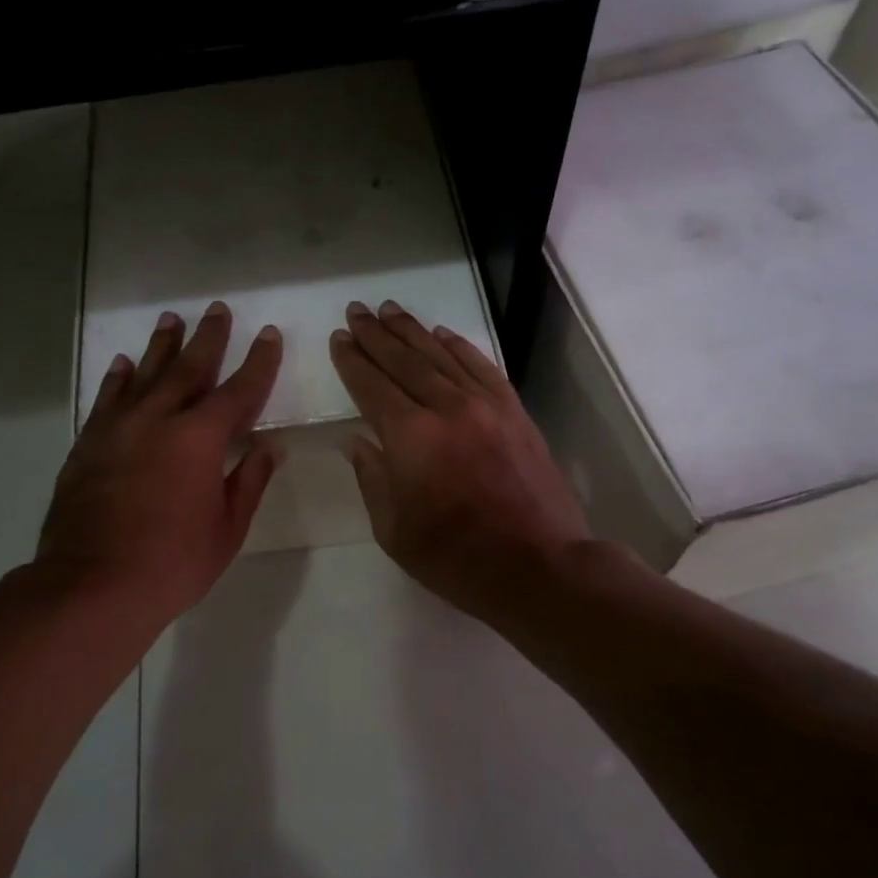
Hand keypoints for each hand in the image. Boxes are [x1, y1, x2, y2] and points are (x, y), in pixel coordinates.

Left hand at [37, 302, 282, 631]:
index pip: (238, 390)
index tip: (267, 335)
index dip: (258, 362)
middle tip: (217, 309)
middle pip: (188, 368)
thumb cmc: (172, 564)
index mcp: (200, 439)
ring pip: (143, 374)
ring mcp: (117, 429)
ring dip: (161, 346)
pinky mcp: (88, 444)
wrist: (92, 586)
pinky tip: (123, 364)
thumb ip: (249, 482)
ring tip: (171, 320)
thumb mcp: (226, 529)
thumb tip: (268, 448)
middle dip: (208, 338)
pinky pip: (106, 399)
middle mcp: (158, 420)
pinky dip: (118, 378)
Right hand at [330, 299, 590, 622]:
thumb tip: (357, 441)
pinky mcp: (514, 412)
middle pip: (404, 361)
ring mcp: (485, 406)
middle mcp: (446, 409)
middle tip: (356, 311)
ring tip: (389, 310)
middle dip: (376, 335)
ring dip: (412, 331)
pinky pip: (481, 367)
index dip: (352, 361)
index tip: (339, 338)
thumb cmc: (456, 558)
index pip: (372, 387)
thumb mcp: (394, 531)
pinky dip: (459, 347)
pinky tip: (442, 334)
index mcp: (410, 438)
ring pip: (441, 356)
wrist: (539, 566)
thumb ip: (372, 478)